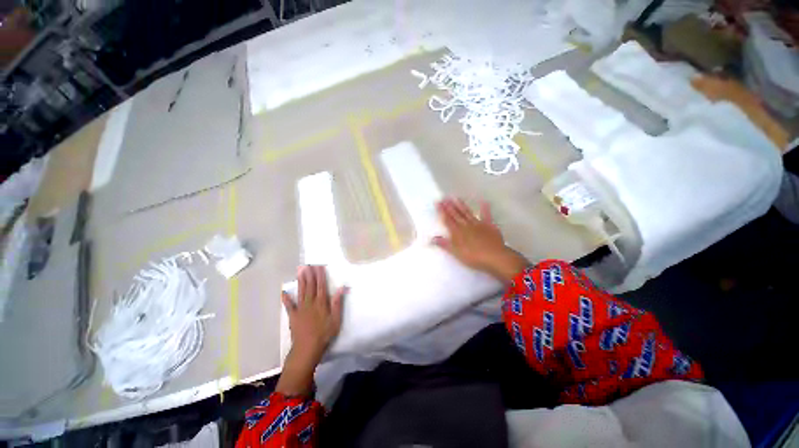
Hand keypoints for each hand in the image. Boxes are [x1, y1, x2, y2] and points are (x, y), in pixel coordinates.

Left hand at [277, 265, 346, 396]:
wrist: (307, 348)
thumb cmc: (324, 334)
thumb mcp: (336, 319)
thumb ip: (337, 303)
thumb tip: (341, 287)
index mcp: (321, 303)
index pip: (321, 286)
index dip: (320, 275)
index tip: (319, 266)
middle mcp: (310, 303)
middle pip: (310, 286)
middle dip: (310, 274)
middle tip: (308, 264)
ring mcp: (300, 309)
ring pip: (301, 292)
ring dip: (301, 281)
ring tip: (300, 271)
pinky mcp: (293, 316)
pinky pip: (289, 306)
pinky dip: (286, 299)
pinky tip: (283, 292)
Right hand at [432, 198, 528, 283]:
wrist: (494, 257)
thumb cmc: (473, 257)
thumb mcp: (455, 252)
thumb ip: (444, 244)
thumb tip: (431, 238)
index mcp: (457, 232)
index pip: (447, 220)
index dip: (442, 211)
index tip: (438, 202)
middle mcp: (466, 225)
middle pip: (456, 215)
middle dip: (449, 206)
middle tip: (444, 197)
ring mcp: (478, 224)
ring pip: (467, 213)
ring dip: (461, 205)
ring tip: (456, 198)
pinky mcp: (489, 225)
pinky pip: (486, 215)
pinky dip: (485, 209)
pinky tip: (483, 201)